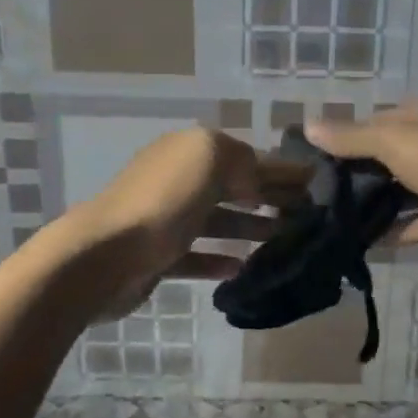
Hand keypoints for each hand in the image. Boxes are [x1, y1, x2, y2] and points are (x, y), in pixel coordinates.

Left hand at [73, 127, 300, 320]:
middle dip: (268, 196)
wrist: (104, 255)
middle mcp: (178, 180)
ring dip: (249, 226)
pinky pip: (197, 255)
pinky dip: (219, 259)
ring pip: (217, 220)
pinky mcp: (159, 256)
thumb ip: (241, 160)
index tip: (312, 181)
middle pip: (233, 186)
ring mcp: (166, 219)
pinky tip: (242, 267)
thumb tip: (257, 180)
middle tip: (306, 213)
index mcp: (190, 151)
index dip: (278, 168)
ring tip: (283, 238)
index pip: (244, 156)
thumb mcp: (210, 159)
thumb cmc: (163, 201)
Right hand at [305, 90, 417, 257]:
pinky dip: (399, 229)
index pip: (380, 119)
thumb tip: (307, 126)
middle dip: (362, 174)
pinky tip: (367, 242)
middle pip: (393, 155)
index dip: (349, 138)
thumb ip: (350, 137)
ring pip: (407, 189)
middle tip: (322, 195)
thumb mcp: (394, 140)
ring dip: (379, 203)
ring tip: (338, 219)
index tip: (317, 161)